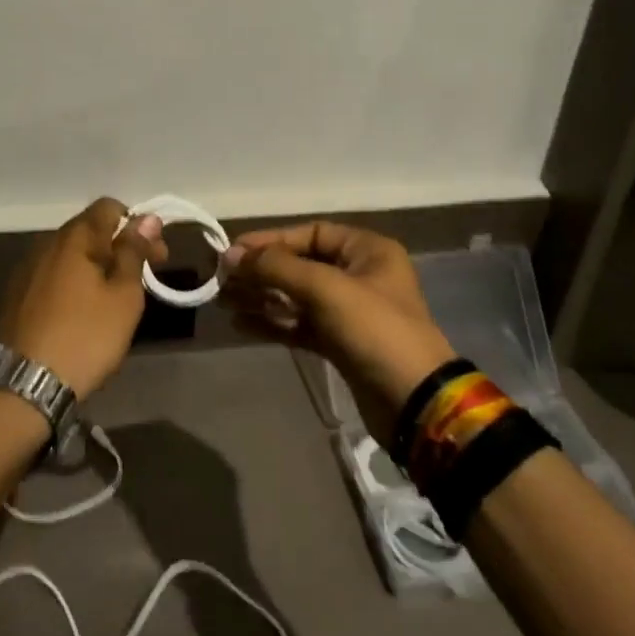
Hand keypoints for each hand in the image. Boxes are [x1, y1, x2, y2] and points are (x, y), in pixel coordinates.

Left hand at [0, 198, 166, 401]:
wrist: (27, 385)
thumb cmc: (86, 336)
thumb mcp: (124, 296)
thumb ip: (134, 252)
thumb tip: (147, 218)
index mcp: (74, 237)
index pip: (108, 207)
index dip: (137, 224)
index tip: (154, 255)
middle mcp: (47, 244)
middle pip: (89, 230)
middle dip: (120, 246)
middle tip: (144, 278)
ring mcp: (28, 269)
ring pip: (71, 254)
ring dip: (98, 265)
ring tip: (116, 298)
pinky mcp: (18, 295)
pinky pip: (54, 275)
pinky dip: (75, 282)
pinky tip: (84, 310)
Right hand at [219, 222, 454, 439]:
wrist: (413, 401)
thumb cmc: (374, 330)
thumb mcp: (325, 288)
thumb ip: (276, 267)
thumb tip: (231, 254)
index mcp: (367, 251)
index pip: (310, 233)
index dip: (271, 240)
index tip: (234, 252)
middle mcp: (359, 275)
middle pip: (300, 265)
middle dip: (260, 271)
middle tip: (221, 279)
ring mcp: (349, 312)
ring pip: (296, 297)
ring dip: (261, 297)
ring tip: (222, 300)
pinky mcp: (340, 344)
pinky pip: (299, 324)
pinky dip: (272, 323)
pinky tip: (240, 323)